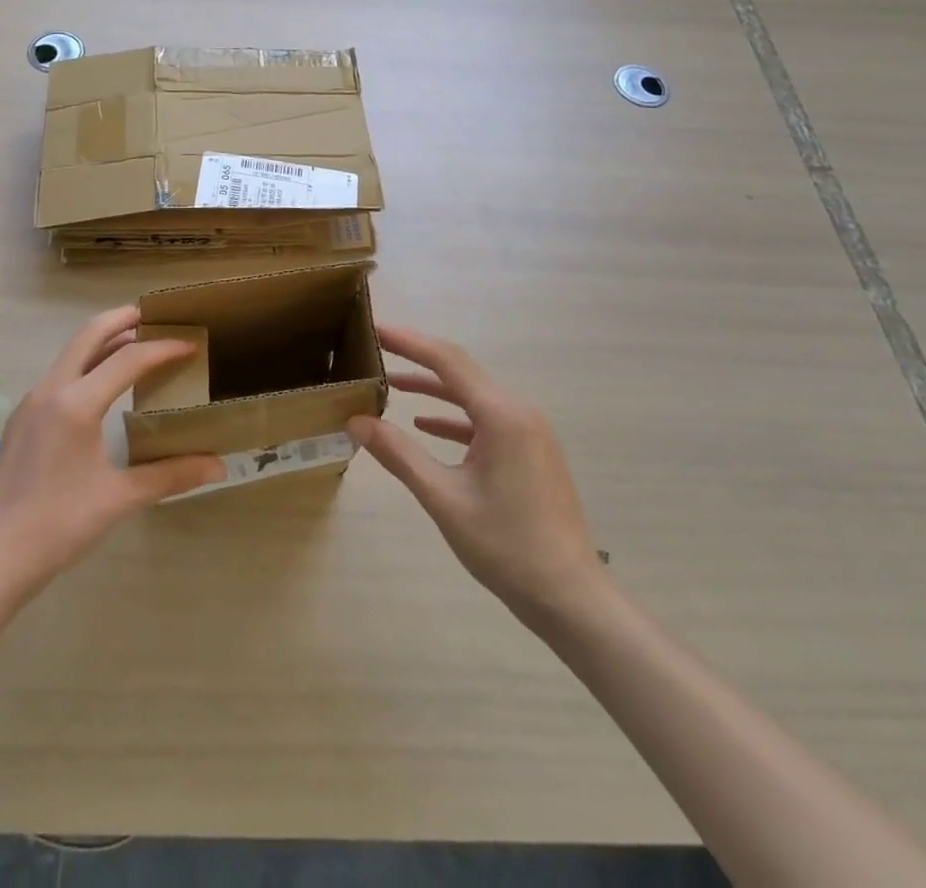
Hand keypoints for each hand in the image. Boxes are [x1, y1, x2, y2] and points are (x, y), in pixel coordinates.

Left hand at [0, 305, 223, 594]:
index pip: (128, 359)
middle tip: (157, 317)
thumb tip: (219, 467)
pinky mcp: (23, 418)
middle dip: (124, 320)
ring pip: (72, 352)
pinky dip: (88, 363)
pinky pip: (61, 373)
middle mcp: (51, 390)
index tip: (191, 343)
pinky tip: (105, 385)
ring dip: (104, 340)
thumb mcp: (119, 498)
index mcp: (75, 403)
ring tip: (137, 345)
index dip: (162, 348)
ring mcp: (32, 402)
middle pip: (90, 334)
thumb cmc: (57, 526)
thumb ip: (170, 475)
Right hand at [348, 325, 605, 623]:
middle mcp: (519, 412)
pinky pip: (486, 420)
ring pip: (473, 396)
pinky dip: (454, 417)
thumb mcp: (443, 498)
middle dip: (418, 359)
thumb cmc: (506, 546)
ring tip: (393, 385)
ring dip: (434, 389)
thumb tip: (356, 422)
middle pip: (461, 372)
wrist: (570, 597)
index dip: (409, 342)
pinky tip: (426, 425)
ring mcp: (528, 432)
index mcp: (502, 415)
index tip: (376, 328)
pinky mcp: (530, 451)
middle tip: (378, 350)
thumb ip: (399, 454)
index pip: (448, 361)